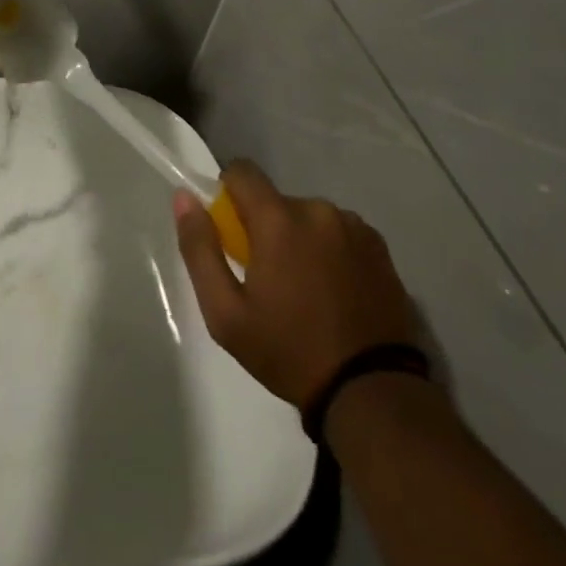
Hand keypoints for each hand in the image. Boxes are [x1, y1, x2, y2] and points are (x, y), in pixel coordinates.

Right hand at [174, 160, 416, 408]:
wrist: (372, 393)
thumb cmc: (289, 353)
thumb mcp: (226, 314)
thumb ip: (200, 249)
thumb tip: (185, 198)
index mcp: (279, 218)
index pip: (242, 171)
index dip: (229, 193)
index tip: (231, 232)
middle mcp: (317, 209)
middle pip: (277, 201)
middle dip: (267, 228)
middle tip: (270, 279)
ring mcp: (354, 226)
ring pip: (310, 217)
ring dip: (301, 240)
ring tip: (308, 292)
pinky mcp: (380, 247)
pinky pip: (341, 233)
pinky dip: (332, 251)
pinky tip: (337, 293)